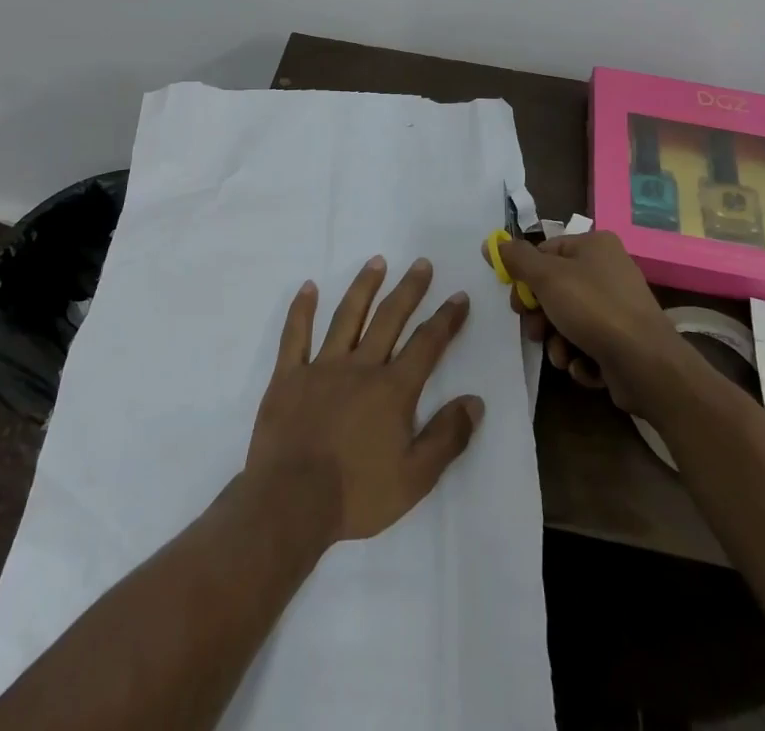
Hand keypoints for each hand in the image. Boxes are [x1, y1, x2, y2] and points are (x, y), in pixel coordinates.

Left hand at [246, 257, 482, 544]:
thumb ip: (447, 437)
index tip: (459, 296)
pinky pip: (295, 335)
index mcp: (393, 389)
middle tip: (422, 263)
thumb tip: (475, 401)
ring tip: (377, 261)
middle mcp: (360, 366)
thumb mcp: (415, 478)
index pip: (427, 344)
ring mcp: (321, 366)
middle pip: (390, 318)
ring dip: (364, 287)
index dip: (446, 319)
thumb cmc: (357, 494)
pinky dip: (302, 309)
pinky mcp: (288, 375)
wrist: (290, 503)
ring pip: (347, 316)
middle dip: (409, 289)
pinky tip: (309, 286)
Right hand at [490, 231, 682, 414]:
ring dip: (557, 341)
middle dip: (541, 315)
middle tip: (534, 331)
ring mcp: (619, 307)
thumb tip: (492, 242)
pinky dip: (580, 356)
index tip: (515, 301)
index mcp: (595, 245)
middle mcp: (609, 270)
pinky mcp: (624, 341)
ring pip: (569, 319)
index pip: (546, 252)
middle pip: (556, 288)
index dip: (526, 276)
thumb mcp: (547, 277)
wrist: (647, 365)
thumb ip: (517, 258)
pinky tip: (583, 366)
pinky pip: (589, 343)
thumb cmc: (593, 309)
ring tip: (561, 355)